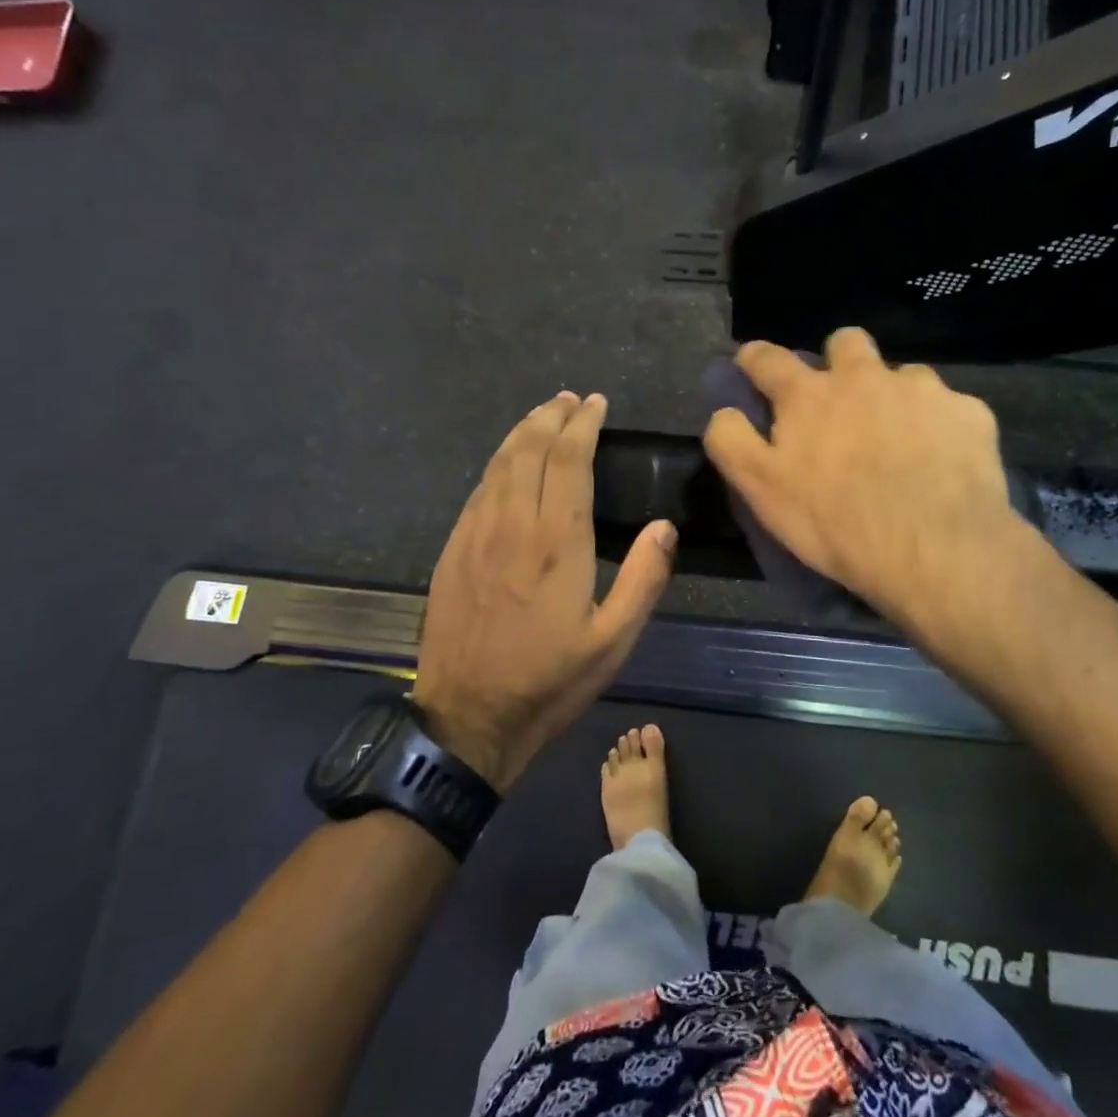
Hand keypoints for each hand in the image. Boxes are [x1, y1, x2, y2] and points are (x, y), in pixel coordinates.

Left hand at [413, 392, 675, 789]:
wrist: (467, 717)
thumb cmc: (549, 681)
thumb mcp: (613, 641)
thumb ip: (643, 579)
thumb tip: (664, 526)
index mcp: (557, 542)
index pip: (569, 459)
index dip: (583, 424)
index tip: (596, 404)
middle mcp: (513, 524)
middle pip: (530, 449)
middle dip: (552, 416)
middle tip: (571, 399)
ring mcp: (475, 534)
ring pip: (499, 463)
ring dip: (523, 432)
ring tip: (543, 413)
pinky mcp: (453, 550)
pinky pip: (478, 489)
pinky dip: (498, 463)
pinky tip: (507, 462)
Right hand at [703, 329, 1025, 628]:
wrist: (937, 550)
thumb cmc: (837, 523)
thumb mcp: (762, 491)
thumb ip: (732, 442)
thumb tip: (725, 411)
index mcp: (809, 395)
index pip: (767, 358)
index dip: (755, 359)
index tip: (753, 368)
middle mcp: (864, 376)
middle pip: (844, 342)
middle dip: (837, 362)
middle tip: (841, 405)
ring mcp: (922, 389)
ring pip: (902, 375)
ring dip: (893, 397)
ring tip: (900, 443)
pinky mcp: (968, 411)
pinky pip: (948, 407)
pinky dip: (939, 427)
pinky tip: (942, 462)